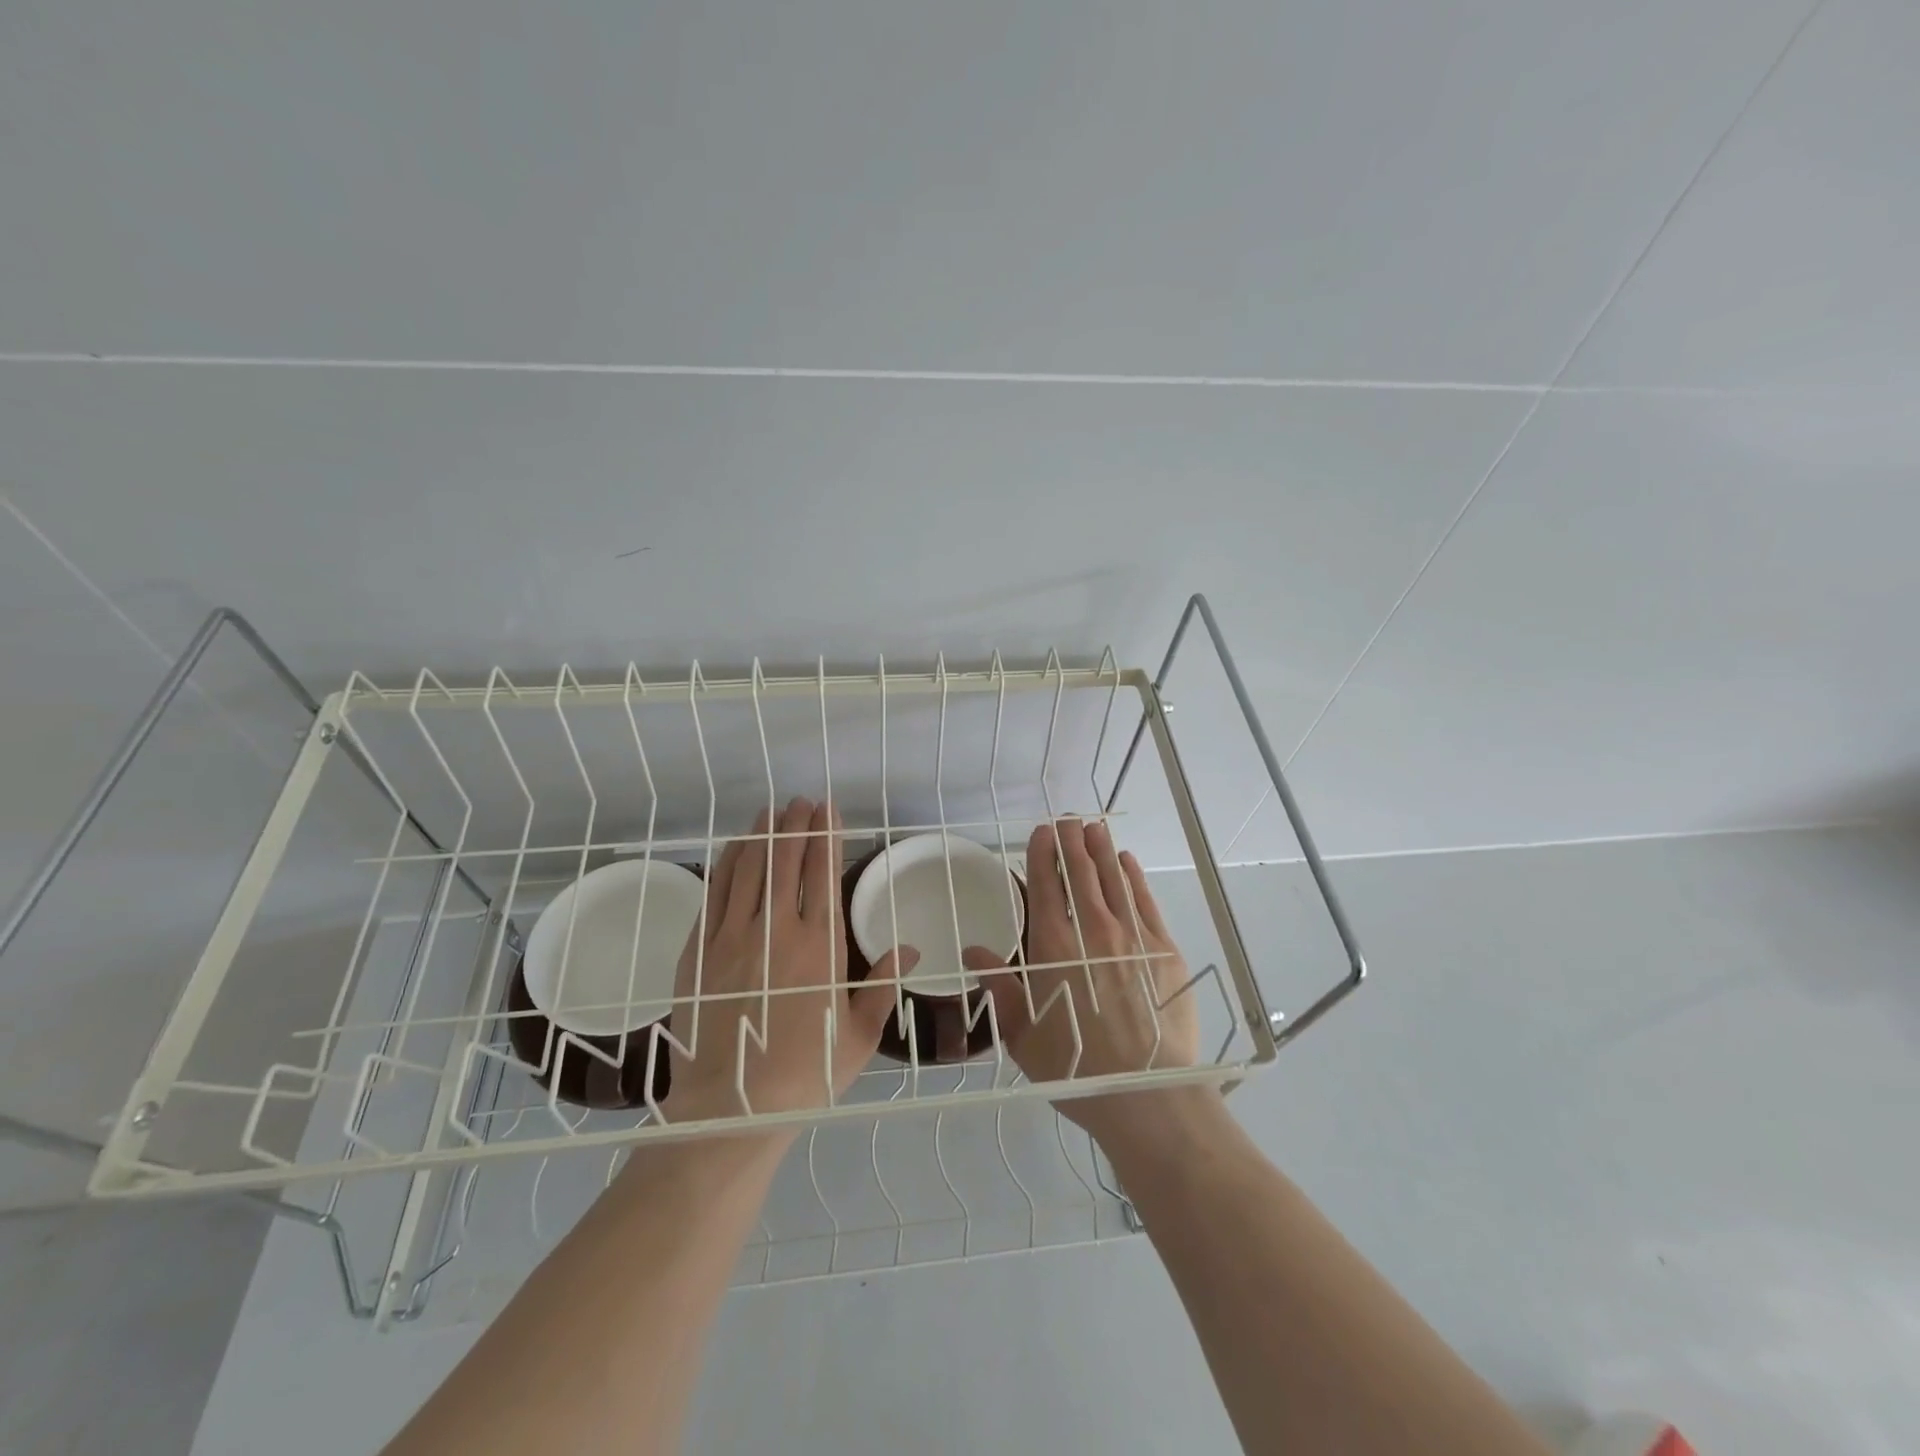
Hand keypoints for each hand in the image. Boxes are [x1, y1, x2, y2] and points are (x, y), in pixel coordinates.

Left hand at [663, 797, 913, 1123]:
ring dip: (762, 836)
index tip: (828, 811)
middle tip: (802, 802)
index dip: (826, 837)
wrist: (731, 1109)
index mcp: (820, 946)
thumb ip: (882, 986)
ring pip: (749, 869)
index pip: (823, 874)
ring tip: (771, 812)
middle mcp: (776, 930)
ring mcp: (732, 937)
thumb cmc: (805, 1074)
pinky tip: (735, 848)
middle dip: (796, 825)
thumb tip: (909, 949)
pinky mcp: (698, 951)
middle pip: (786, 862)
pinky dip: (728, 864)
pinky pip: (716, 894)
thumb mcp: (858, 1035)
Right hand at [962, 818, 1198, 1143]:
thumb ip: (999, 987)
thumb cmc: (1075, 1067)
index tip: (1041, 832)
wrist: (1146, 1093)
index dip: (1042, 854)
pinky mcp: (1163, 949)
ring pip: (1112, 879)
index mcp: (1053, 946)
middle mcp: (1091, 930)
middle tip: (1068, 819)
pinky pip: (1144, 900)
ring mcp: (1131, 936)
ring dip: (1100, 849)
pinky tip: (1126, 862)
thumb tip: (971, 953)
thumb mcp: (1022, 1033)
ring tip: (1093, 827)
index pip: (1045, 885)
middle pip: (1079, 872)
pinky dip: (1133, 877)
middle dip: (1072, 841)